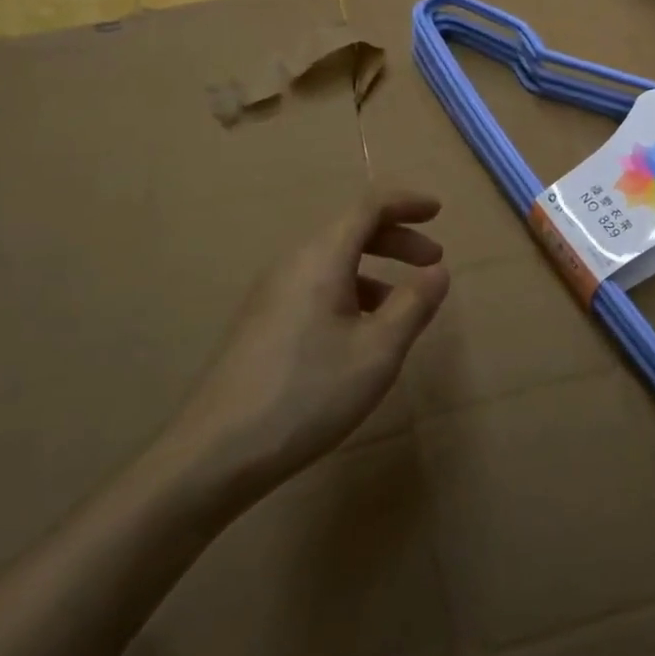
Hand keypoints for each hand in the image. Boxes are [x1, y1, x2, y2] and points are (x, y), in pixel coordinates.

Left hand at [162, 190, 450, 500]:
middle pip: (351, 230)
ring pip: (333, 261)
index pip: (369, 206)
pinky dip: (350, 291)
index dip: (406, 202)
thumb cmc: (308, 393)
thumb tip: (438, 272)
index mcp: (321, 257)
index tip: (438, 211)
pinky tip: (360, 334)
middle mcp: (293, 263)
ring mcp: (272, 293)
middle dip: (397, 239)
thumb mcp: (377, 351)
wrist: (215, 452)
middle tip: (433, 261)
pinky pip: (316, 286)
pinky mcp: (262, 322)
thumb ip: (413, 305)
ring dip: (375, 269)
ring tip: (403, 306)